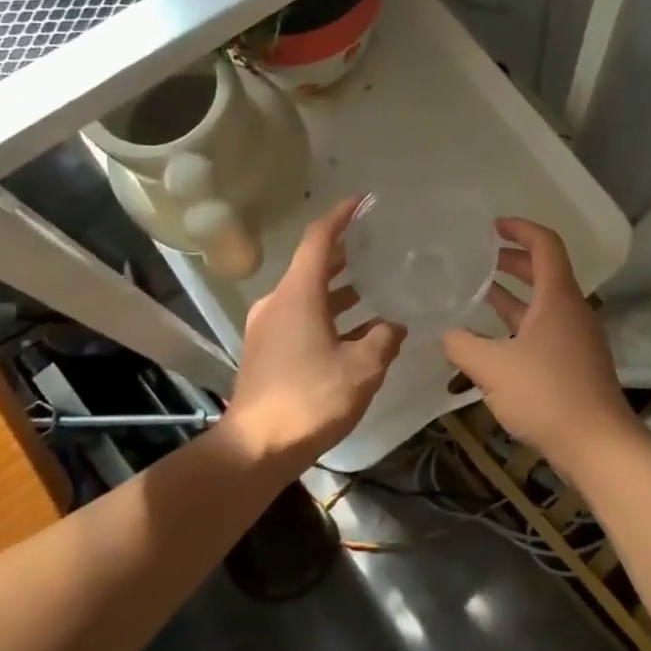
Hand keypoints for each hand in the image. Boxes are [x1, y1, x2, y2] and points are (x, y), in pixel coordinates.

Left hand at [227, 198, 404, 463]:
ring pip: (307, 294)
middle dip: (344, 254)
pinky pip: (300, 317)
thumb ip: (383, 339)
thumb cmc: (311, 398)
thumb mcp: (362, 368)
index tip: (363, 202)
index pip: (319, 238)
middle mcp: (279, 302)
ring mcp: (268, 327)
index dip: (341, 216)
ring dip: (338, 290)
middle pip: (313, 265)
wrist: (256, 447)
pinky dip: (327, 315)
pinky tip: (355, 332)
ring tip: (374, 287)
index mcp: (298, 294)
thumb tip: (395, 325)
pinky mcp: (266, 350)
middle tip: (376, 246)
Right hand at [442, 218, 639, 467]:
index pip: (545, 244)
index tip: (492, 226)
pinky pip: (544, 328)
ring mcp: (576, 338)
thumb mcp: (492, 368)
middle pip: (544, 271)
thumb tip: (445, 334)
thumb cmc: (547, 395)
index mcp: (557, 298)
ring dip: (513, 294)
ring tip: (479, 293)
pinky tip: (493, 340)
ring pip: (542, 303)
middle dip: (512, 261)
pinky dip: (519, 322)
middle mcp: (571, 310)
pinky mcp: (575, 363)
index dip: (520, 228)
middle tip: (479, 259)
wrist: (598, 445)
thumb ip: (462, 345)